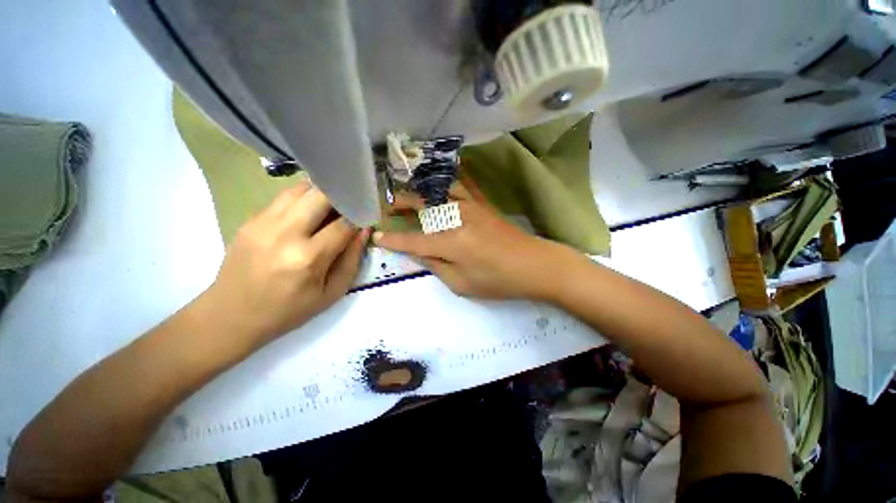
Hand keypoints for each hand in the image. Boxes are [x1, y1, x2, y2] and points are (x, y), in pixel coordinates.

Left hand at [204, 180, 369, 342]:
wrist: (230, 316)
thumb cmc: (288, 311)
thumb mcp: (332, 293)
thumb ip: (352, 259)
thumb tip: (364, 230)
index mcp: (308, 258)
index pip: (343, 224)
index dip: (359, 217)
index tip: (366, 217)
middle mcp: (285, 234)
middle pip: (321, 196)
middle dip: (341, 198)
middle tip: (349, 208)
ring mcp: (263, 223)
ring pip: (300, 189)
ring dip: (321, 194)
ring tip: (330, 207)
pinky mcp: (250, 220)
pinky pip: (283, 198)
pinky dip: (302, 199)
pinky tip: (307, 213)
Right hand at [374, 180, 573, 299]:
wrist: (534, 265)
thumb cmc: (498, 281)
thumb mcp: (462, 285)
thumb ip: (437, 267)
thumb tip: (419, 253)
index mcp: (451, 243)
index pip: (414, 240)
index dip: (394, 239)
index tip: (376, 235)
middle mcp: (457, 219)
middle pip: (423, 206)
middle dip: (402, 204)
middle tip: (388, 206)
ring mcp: (472, 207)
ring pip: (439, 192)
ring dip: (420, 191)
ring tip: (409, 194)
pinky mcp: (483, 204)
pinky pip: (463, 186)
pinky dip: (448, 180)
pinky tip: (440, 178)